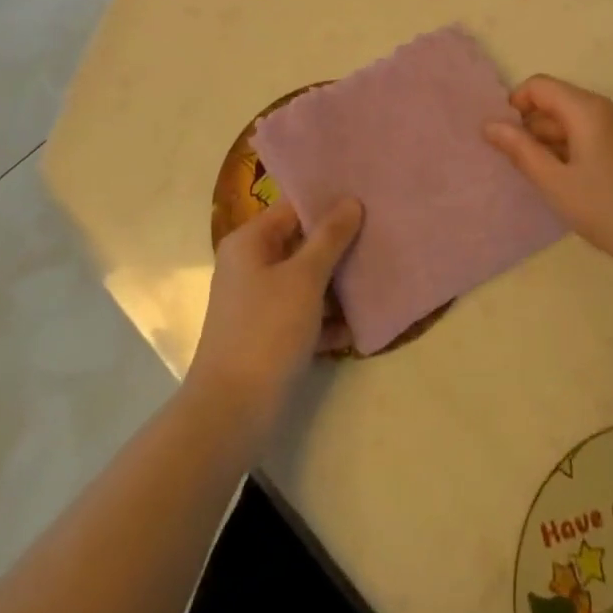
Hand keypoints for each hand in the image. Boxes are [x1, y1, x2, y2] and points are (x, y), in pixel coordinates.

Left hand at [187, 198, 362, 435]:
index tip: (366, 201)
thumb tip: (351, 201)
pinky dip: (328, 318)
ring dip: (338, 283)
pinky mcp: (269, 335)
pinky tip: (362, 324)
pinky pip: (304, 314)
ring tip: (379, 277)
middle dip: (339, 245)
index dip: (328, 204)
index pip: (292, 208)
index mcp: (250, 242)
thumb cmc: (267, 331)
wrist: (232, 411)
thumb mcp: (304, 278)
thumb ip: (329, 238)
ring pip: (306, 281)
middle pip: (301, 244)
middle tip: (380, 236)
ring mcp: (259, 302)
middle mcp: (250, 265)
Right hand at [485, 75, 612, 272]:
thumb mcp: (557, 184)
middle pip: (557, 102)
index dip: (515, 105)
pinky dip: (571, 152)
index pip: (539, 86)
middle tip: (517, 166)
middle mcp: (607, 109)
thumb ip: (521, 151)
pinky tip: (567, 186)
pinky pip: (591, 137)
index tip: (503, 140)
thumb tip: (489, 124)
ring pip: (573, 122)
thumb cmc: (612, 211)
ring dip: (550, 143)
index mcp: (588, 109)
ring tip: (540, 180)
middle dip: (531, 127)